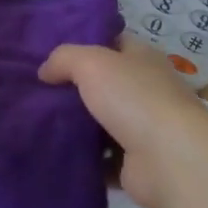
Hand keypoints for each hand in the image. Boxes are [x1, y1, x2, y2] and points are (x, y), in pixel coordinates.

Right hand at [39, 36, 207, 207]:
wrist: (169, 159)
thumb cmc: (134, 98)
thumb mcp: (91, 63)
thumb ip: (63, 59)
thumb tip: (45, 72)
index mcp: (143, 59)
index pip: (113, 43)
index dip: (85, 45)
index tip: (53, 55)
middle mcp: (147, 90)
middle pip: (105, 85)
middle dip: (74, 89)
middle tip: (37, 92)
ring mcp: (144, 129)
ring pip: (102, 123)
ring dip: (77, 127)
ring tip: (39, 124)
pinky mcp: (136, 164)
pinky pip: (102, 159)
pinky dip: (84, 159)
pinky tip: (56, 154)